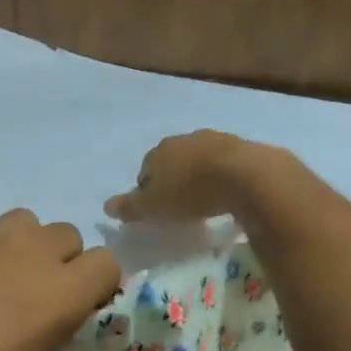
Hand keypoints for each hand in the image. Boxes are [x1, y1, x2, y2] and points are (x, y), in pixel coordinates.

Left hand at [0, 189, 120, 350]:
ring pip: (22, 220)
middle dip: (64, 265)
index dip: (99, 287)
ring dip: (23, 245)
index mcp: (62, 296)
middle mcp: (28, 255)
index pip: (106, 263)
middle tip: (38, 303)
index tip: (80, 313)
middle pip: (67, 236)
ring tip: (0, 280)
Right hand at [102, 130, 271, 221]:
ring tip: (205, 201)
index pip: (145, 171)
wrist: (244, 175)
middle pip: (172, 162)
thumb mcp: (153, 207)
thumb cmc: (190, 192)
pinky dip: (222, 177)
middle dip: (173, 180)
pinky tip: (227, 194)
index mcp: (158, 151)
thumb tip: (106, 206)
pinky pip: (224, 164)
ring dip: (199, 177)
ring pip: (199, 160)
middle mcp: (184, 139)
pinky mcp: (242, 147)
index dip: (148, 191)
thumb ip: (129, 207)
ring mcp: (214, 139)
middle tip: (179, 206)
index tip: (156, 211)